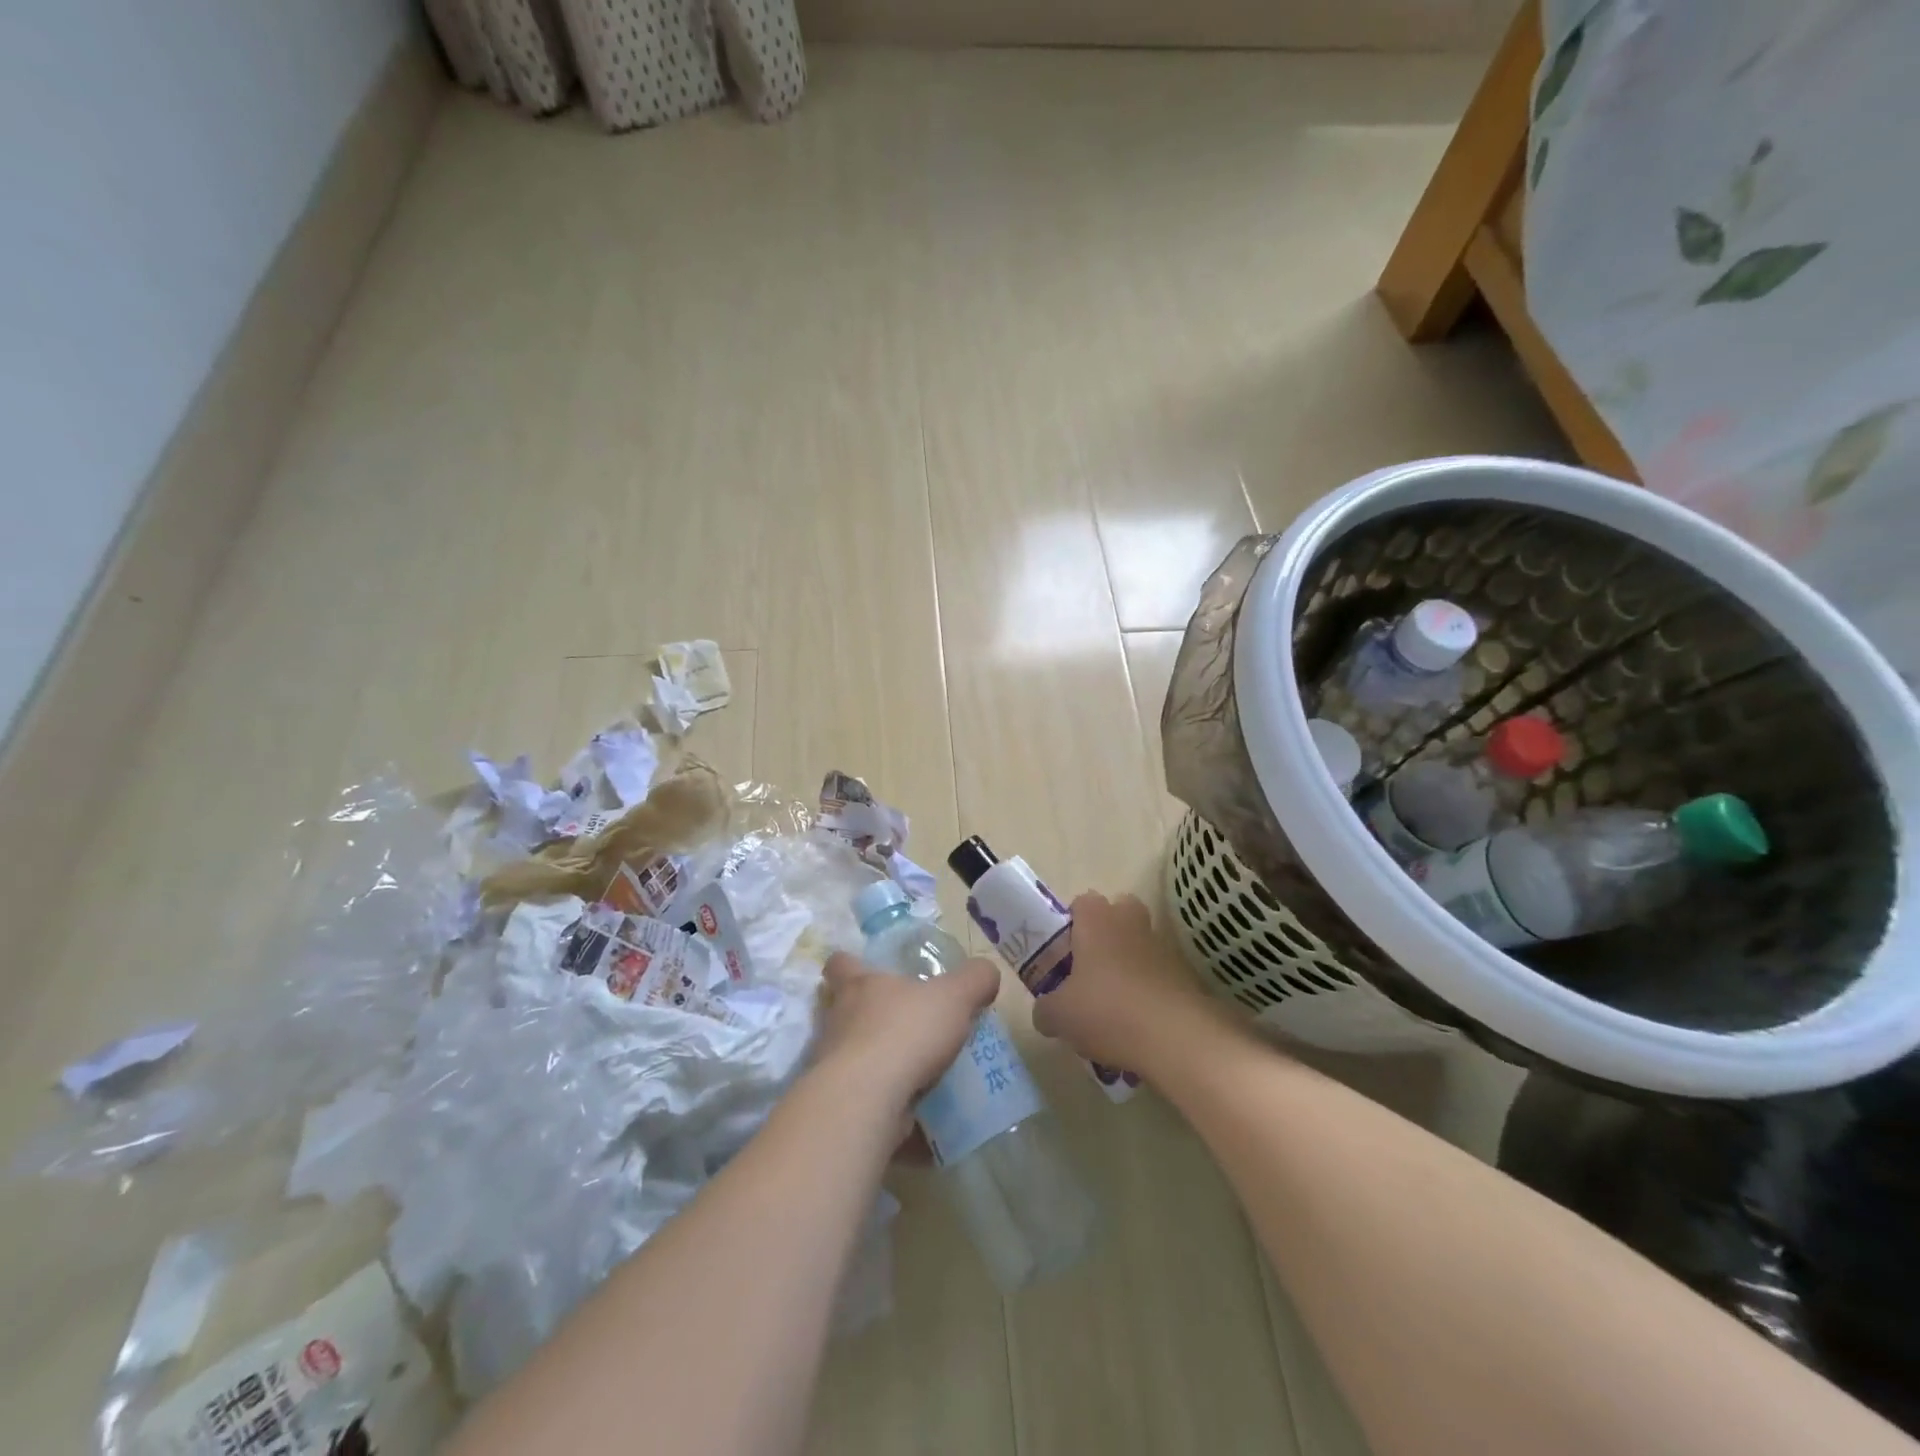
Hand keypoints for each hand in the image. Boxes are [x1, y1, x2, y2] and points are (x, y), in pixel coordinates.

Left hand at [814, 951, 1001, 1122]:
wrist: (868, 1101)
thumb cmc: (905, 1032)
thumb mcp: (954, 996)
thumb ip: (974, 979)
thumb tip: (986, 972)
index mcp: (859, 985)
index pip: (840, 964)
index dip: (850, 963)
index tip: (865, 969)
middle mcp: (839, 1020)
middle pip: (842, 1009)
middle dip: (867, 1014)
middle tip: (901, 1020)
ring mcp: (833, 1064)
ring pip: (851, 1054)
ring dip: (876, 1059)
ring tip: (913, 1068)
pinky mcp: (841, 1102)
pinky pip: (863, 1096)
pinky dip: (883, 1101)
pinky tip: (913, 1109)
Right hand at [1031, 892, 1217, 1072]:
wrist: (1175, 1038)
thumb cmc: (1106, 1011)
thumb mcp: (1059, 1016)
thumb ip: (1045, 1009)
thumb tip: (1045, 1013)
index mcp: (1097, 920)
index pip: (1082, 902)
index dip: (1070, 924)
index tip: (1062, 953)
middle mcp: (1130, 922)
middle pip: (1118, 912)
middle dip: (1105, 934)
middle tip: (1089, 969)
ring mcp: (1161, 947)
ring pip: (1139, 943)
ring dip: (1127, 963)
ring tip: (1111, 1003)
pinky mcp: (1183, 974)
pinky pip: (1157, 973)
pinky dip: (1147, 989)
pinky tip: (1135, 1022)